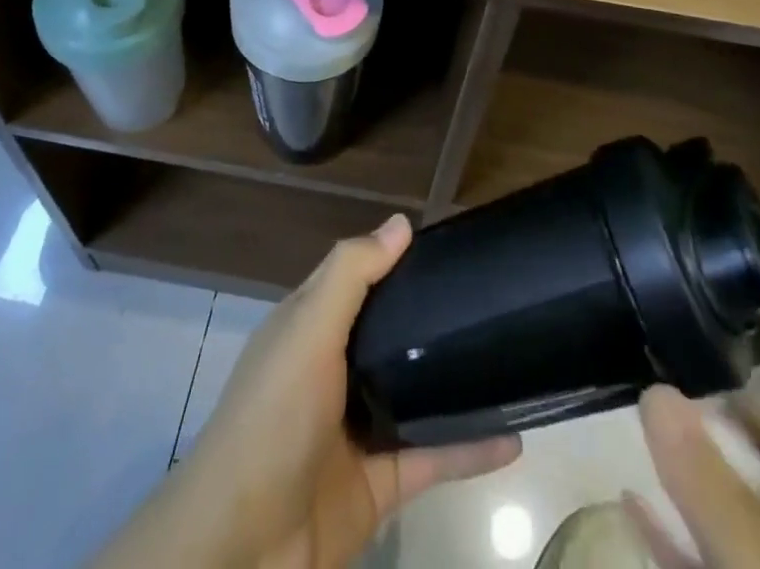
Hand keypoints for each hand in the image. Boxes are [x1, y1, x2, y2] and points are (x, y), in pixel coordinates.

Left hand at [91, 214, 520, 568]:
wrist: (245, 543)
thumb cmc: (274, 414)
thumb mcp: (308, 328)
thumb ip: (352, 275)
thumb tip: (401, 222)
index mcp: (312, 326)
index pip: (359, 280)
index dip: (396, 260)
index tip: (449, 246)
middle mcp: (336, 370)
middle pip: (393, 334)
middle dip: (435, 318)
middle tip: (493, 300)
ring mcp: (360, 428)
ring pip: (418, 394)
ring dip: (459, 383)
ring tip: (511, 360)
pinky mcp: (382, 483)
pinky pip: (434, 456)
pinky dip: (471, 449)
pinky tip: (514, 436)